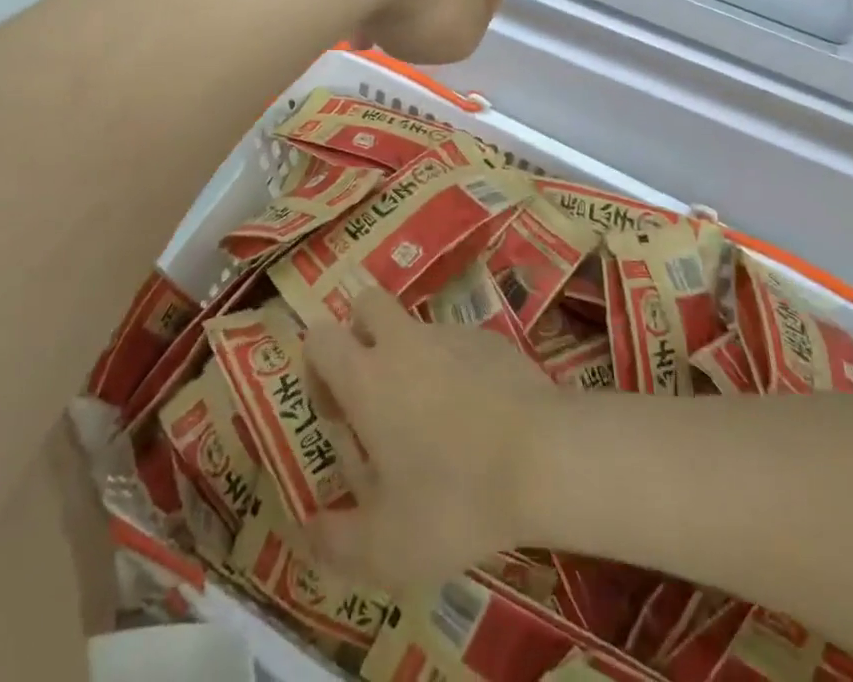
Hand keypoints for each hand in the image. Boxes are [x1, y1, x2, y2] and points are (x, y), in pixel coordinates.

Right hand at [301, 286, 558, 590]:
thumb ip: (336, 542)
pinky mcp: (492, 338)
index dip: (318, 366)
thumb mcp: (387, 548)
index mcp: (367, 377)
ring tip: (435, 423)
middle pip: (366, 304)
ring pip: (415, 327)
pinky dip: (457, 369)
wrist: (545, 458)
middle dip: (361, 335)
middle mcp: (404, 341)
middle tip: (376, 393)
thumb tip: (308, 533)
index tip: (337, 411)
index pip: (320, 337)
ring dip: (412, 358)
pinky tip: (480, 419)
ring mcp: (451, 333)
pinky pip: (459, 344)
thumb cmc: (455, 500)